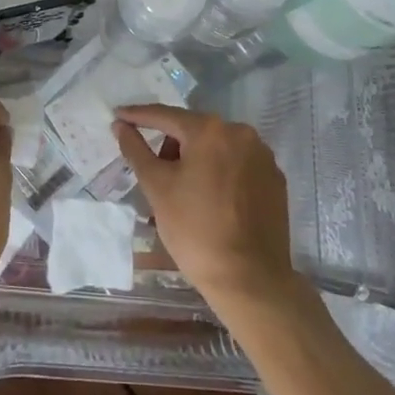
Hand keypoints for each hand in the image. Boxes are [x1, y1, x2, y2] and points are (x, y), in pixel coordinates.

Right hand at [114, 105, 300, 315]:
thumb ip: (136, 149)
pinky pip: (238, 165)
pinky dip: (220, 173)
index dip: (138, 116)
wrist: (250, 280)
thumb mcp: (157, 187)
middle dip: (170, 146)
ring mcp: (262, 156)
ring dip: (196, 160)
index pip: (166, 115)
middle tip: (154, 174)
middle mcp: (240, 133)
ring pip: (217, 148)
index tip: (118, 116)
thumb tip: (120, 125)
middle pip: (193, 131)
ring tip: (183, 193)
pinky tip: (212, 201)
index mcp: (210, 130)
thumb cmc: (195, 230)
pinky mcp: (275, 179)